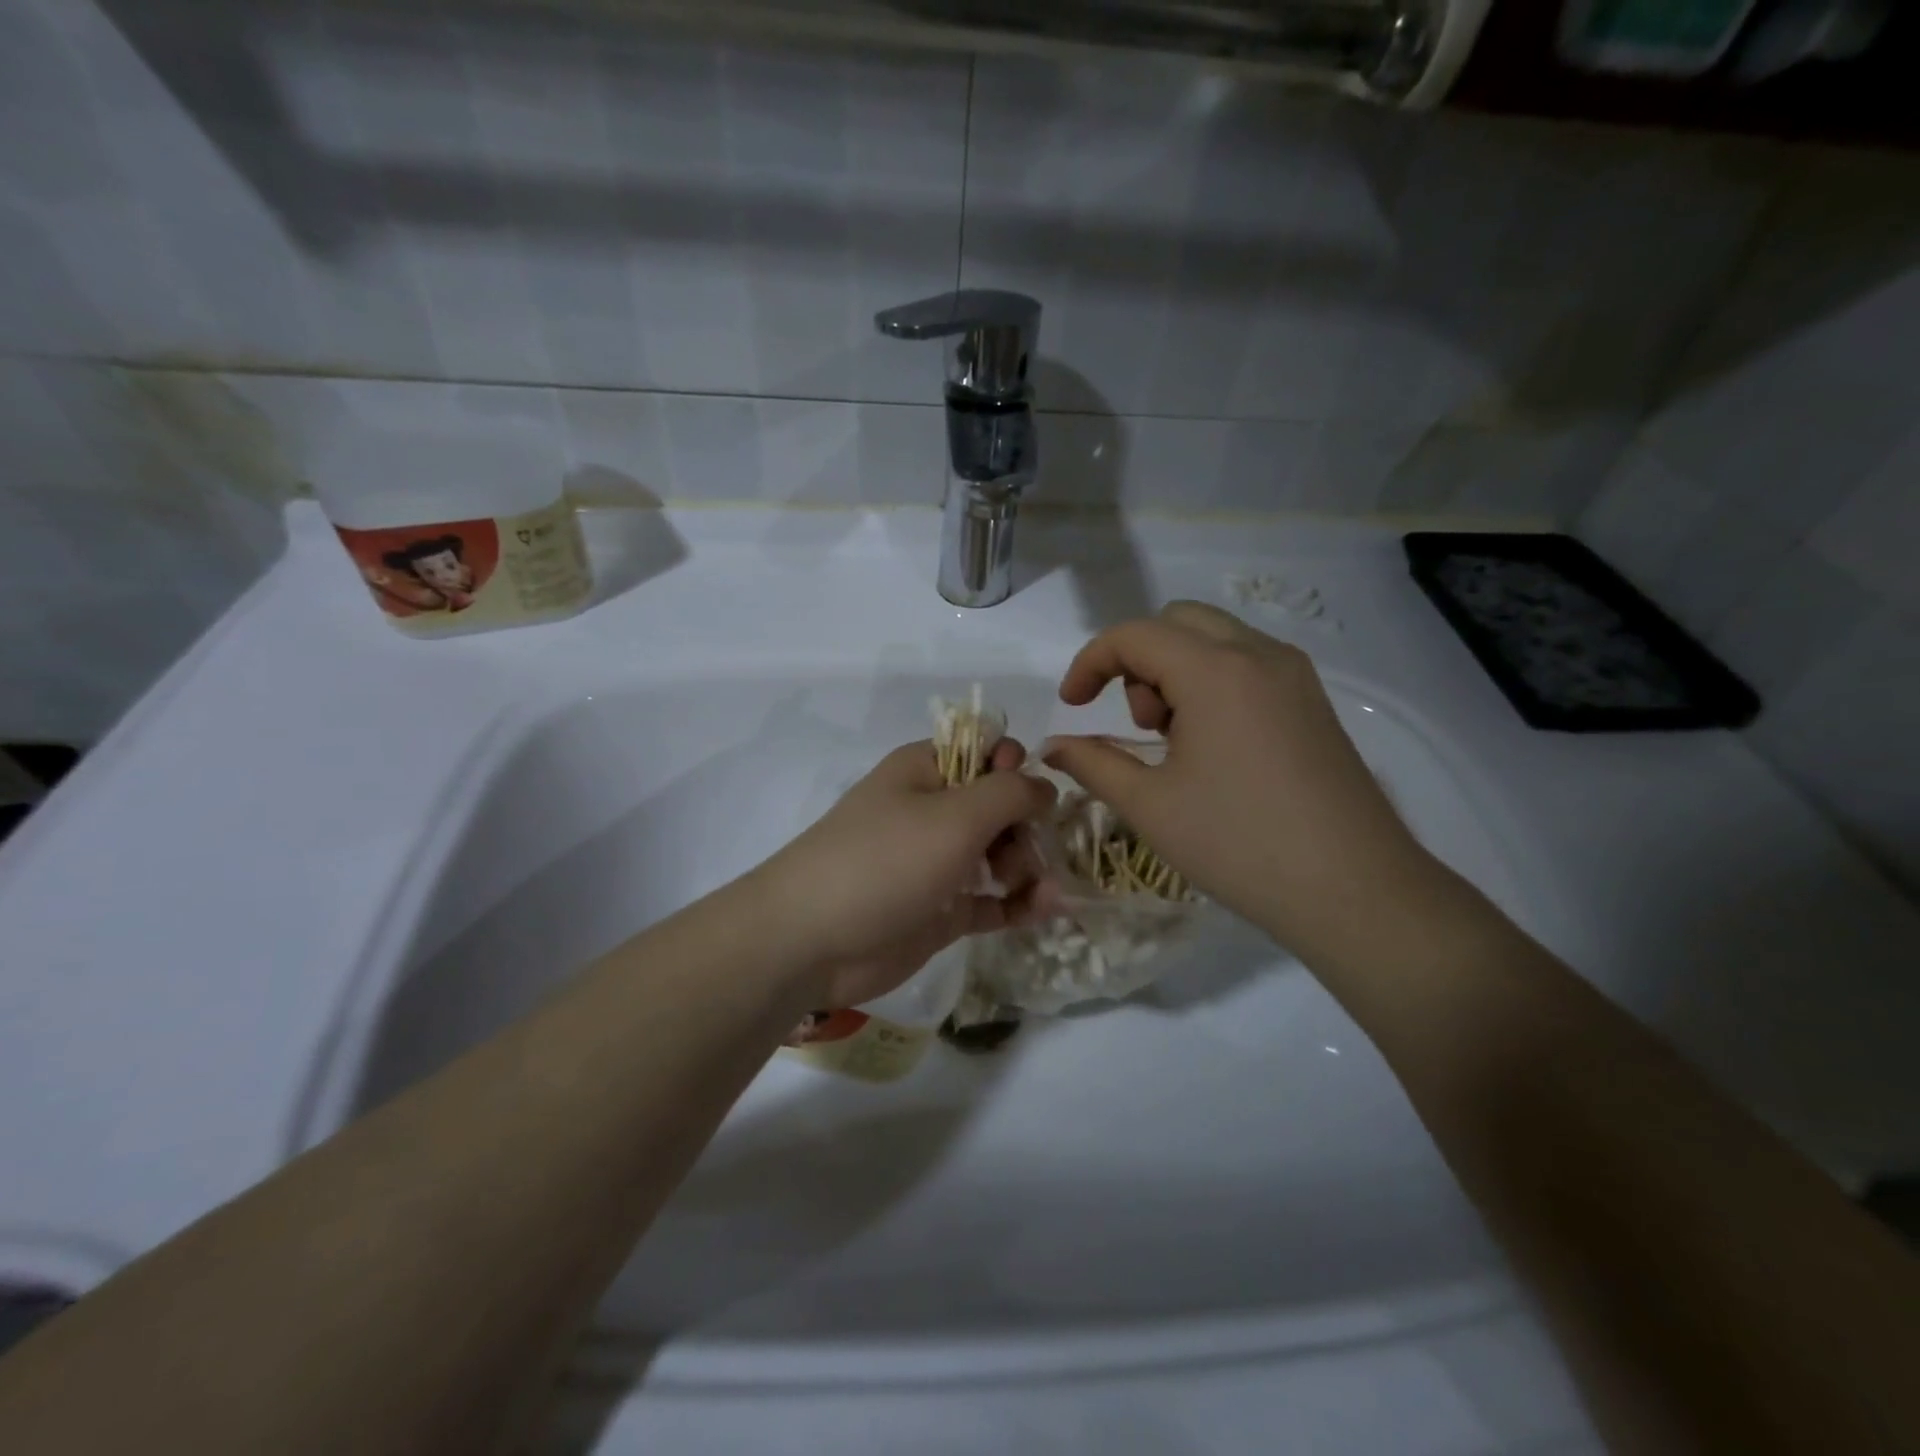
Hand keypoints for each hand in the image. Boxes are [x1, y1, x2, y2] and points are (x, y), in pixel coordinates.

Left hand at [755, 740, 1055, 1008]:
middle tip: (1025, 856)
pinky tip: (1044, 909)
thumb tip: (1045, 786)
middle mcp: (932, 810)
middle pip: (1000, 805)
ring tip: (1036, 890)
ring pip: (999, 853)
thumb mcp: (956, 815)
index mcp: (927, 769)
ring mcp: (936, 862)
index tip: (1032, 797)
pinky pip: (991, 898)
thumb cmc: (885, 861)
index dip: (1017, 768)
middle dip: (1026, 827)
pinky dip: (1018, 902)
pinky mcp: (940, 909)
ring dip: (1027, 866)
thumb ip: (1011, 792)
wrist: (811, 941)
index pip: (986, 750)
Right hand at [1043, 602, 1437, 963]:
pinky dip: (1212, 683)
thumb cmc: (1238, 844)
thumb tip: (1052, 747)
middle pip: (1176, 622)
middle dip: (1137, 661)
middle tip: (1137, 725)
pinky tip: (1214, 748)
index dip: (1089, 663)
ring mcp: (1294, 675)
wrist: (1354, 889)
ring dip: (1175, 671)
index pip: (1133, 635)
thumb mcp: (1149, 805)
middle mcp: (1258, 654)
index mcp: (1215, 670)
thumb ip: (1092, 763)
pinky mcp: (1313, 701)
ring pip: (1215, 639)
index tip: (1071, 707)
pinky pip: (1247, 664)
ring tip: (1175, 742)